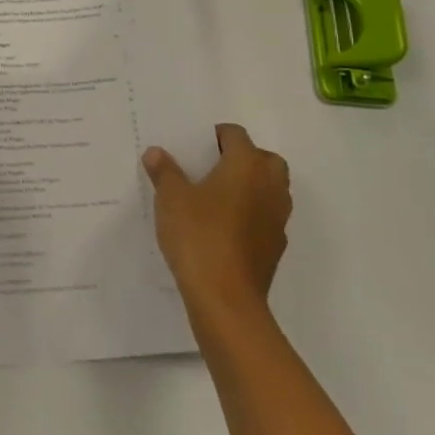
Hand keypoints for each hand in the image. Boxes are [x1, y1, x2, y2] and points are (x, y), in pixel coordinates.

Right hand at [142, 124, 290, 320]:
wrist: (226, 300)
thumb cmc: (199, 236)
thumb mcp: (171, 199)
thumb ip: (165, 172)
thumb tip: (156, 153)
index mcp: (247, 165)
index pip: (236, 134)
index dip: (215, 136)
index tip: (193, 149)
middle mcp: (270, 185)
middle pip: (264, 159)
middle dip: (243, 158)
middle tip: (212, 168)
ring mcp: (277, 218)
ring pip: (271, 189)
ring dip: (251, 187)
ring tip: (217, 198)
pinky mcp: (276, 247)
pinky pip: (267, 217)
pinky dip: (252, 214)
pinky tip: (226, 228)